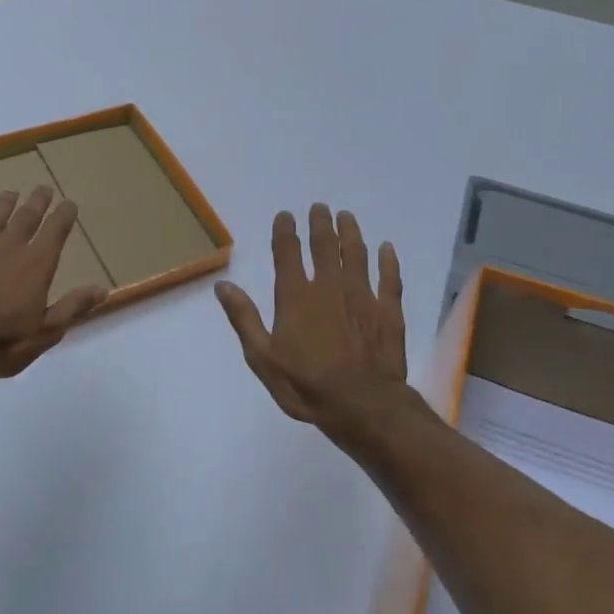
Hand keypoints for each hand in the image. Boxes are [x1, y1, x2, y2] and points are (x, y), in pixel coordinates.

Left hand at [0, 186, 108, 381]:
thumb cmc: (2, 342)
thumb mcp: (46, 332)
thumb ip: (73, 308)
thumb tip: (102, 290)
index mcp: (36, 265)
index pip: (55, 231)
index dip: (64, 215)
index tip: (70, 203)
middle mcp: (8, 249)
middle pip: (26, 218)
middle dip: (37, 202)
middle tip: (44, 188)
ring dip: (3, 204)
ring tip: (10, 192)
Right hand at [215, 205, 410, 446]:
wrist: (362, 405)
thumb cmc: (305, 385)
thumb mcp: (263, 358)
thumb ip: (244, 318)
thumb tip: (223, 285)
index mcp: (296, 297)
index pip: (288, 253)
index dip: (285, 231)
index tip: (286, 215)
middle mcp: (329, 287)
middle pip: (324, 246)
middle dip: (320, 224)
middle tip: (320, 208)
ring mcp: (362, 296)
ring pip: (357, 254)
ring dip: (351, 233)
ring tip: (346, 216)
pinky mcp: (388, 311)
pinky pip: (390, 278)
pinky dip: (388, 261)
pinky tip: (387, 248)